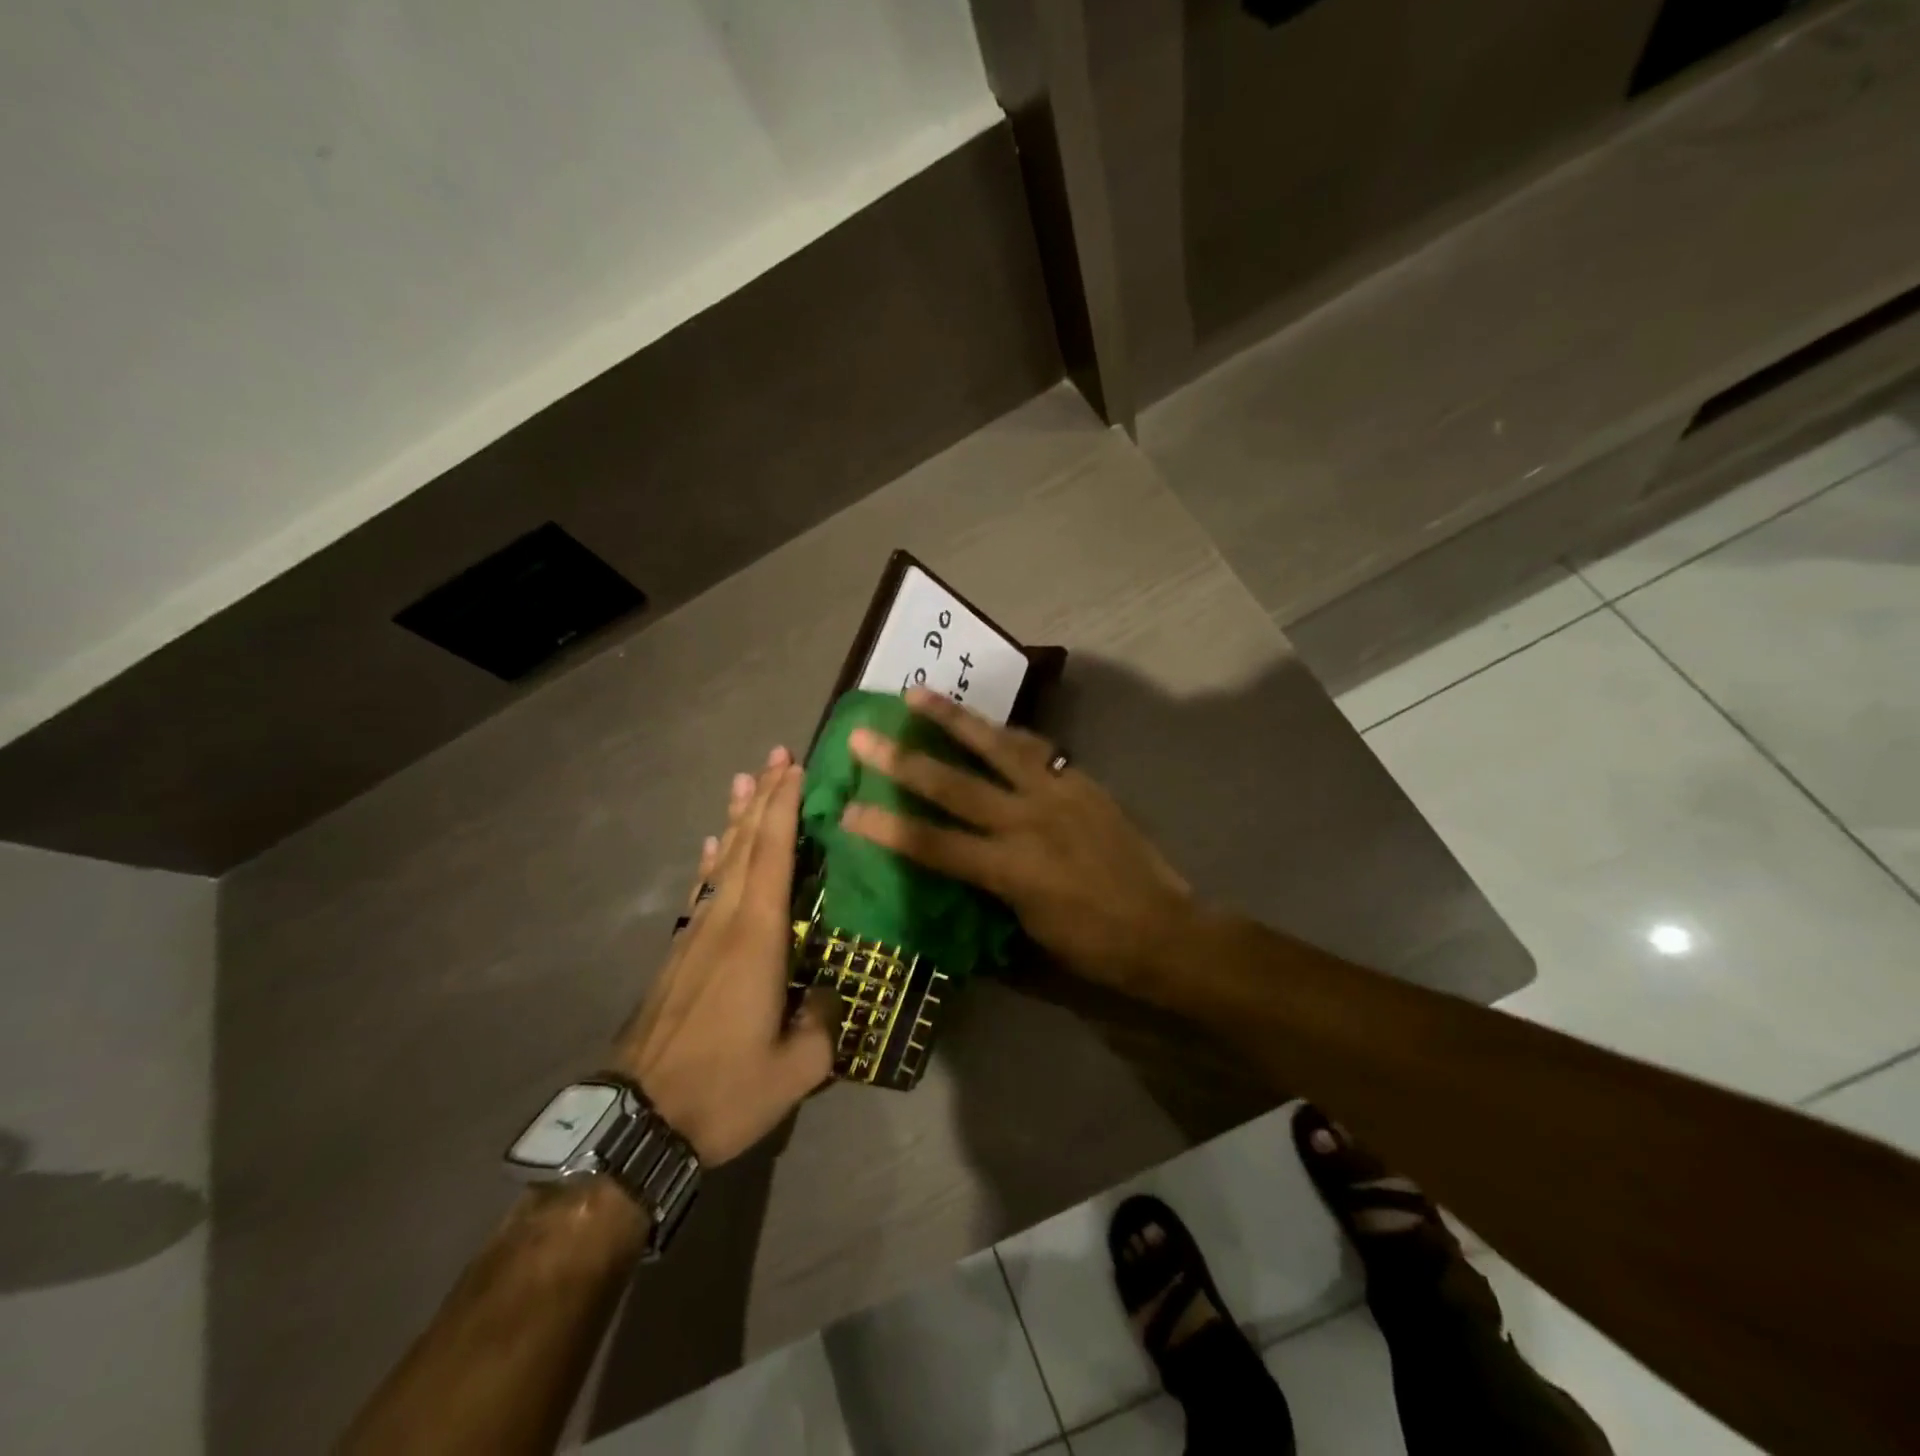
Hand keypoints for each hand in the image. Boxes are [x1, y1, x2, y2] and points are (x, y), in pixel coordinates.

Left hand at [613, 749, 837, 1165]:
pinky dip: (712, 862)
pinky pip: (702, 891)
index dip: (784, 808)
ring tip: (744, 782)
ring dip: (736, 820)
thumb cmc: (722, 1090)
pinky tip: (713, 848)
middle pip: (746, 846)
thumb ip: (824, 1025)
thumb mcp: (796, 1070)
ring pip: (722, 863)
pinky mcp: (678, 954)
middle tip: (777, 757)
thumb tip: (830, 996)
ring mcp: (695, 935)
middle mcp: (724, 922)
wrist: (638, 1123)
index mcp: (757, 937)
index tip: (795, 769)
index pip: (774, 856)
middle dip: (763, 798)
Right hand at [840, 688, 1196, 998]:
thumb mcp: (1027, 930)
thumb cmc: (1092, 945)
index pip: (932, 844)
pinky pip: (1034, 748)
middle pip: (953, 786)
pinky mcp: (1079, 781)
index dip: (885, 827)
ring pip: (995, 746)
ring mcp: (1056, 794)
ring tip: (917, 693)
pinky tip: (985, 722)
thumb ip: (988, 889)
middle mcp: (1027, 822)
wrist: (1164, 930)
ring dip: (952, 719)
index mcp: (1009, 870)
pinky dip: (1004, 733)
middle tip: (863, 736)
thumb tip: (961, 862)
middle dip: (902, 761)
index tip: (846, 810)